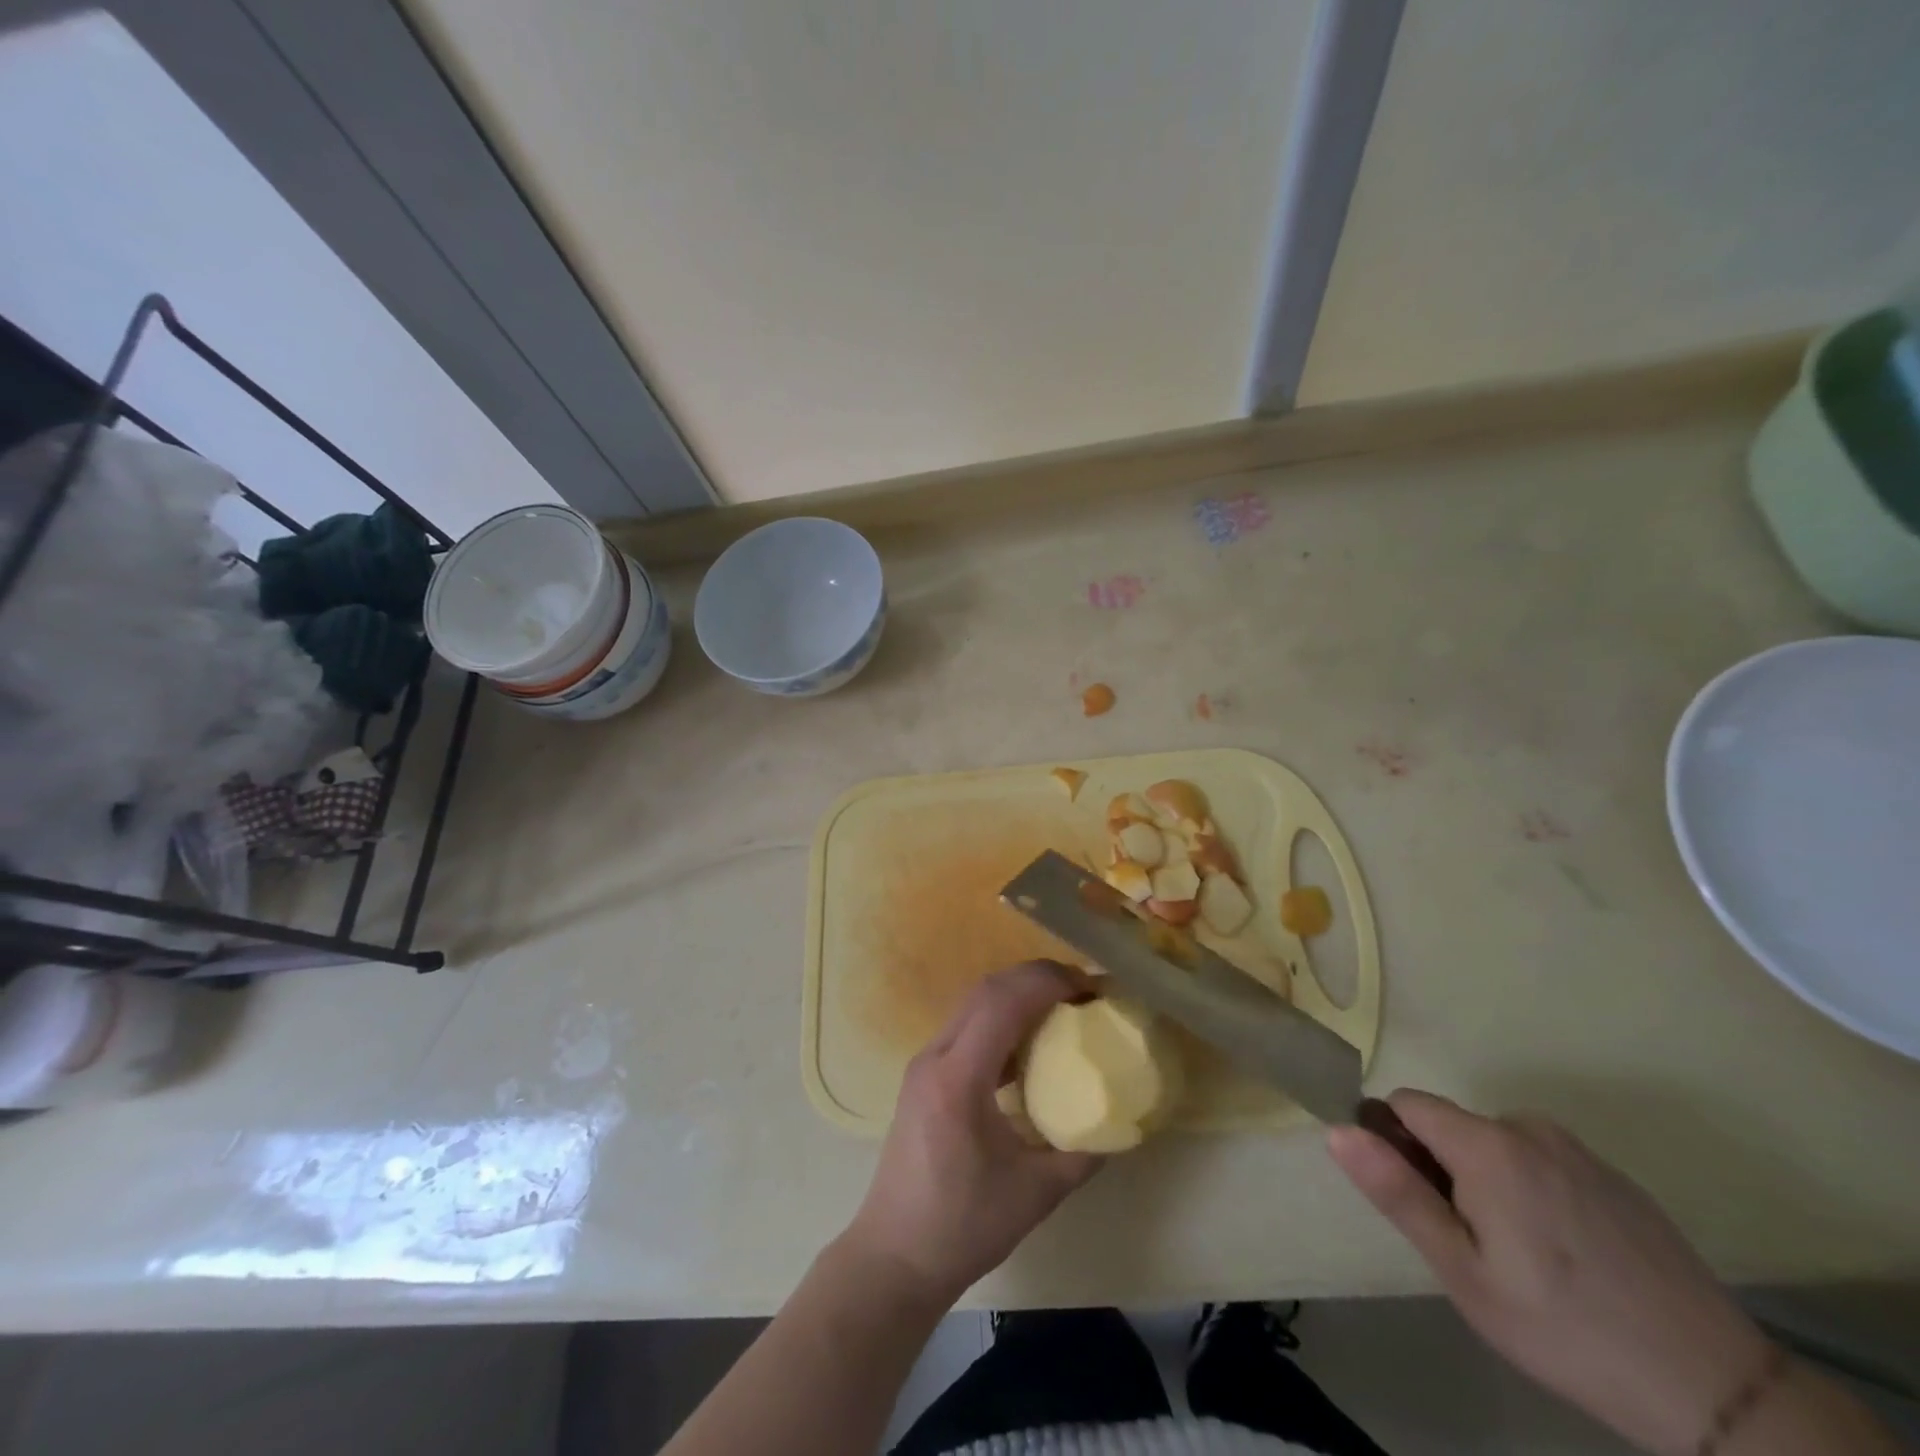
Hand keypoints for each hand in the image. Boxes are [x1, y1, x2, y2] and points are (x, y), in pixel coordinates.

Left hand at [842, 962, 1100, 1306]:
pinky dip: (1001, 1020)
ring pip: (974, 1004)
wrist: (895, 1256)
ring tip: (1064, 1008)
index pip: (1002, 1003)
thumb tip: (1121, 1124)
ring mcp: (925, 1063)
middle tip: (1084, 991)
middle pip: (986, 991)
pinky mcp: (925, 1076)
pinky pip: (967, 1028)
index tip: (1091, 987)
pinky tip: (1031, 1045)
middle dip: (1037, 978)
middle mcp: (935, 1057)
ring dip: (1018, 995)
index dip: (1048, 982)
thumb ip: (1082, 1153)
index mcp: (959, 1079)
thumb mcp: (1036, 1193)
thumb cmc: (963, 1227)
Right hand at [1330, 1092, 1772, 1455]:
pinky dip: (1533, 1188)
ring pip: (1497, 1143)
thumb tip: (1338, 1130)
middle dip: (1443, 1167)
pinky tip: (1566, 1253)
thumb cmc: (1564, 1329)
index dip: (1394, 1142)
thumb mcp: (1463, 1272)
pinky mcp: (1615, 1177)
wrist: (1717, 1389)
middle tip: (1472, 1243)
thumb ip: (1397, 1192)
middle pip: (1452, 1125)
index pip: (1406, 1104)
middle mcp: (1529, 1128)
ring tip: (1521, 1253)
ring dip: (1487, 1178)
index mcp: (1486, 1144)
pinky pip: (1543, 1160)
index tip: (1414, 1199)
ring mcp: (1578, 1150)